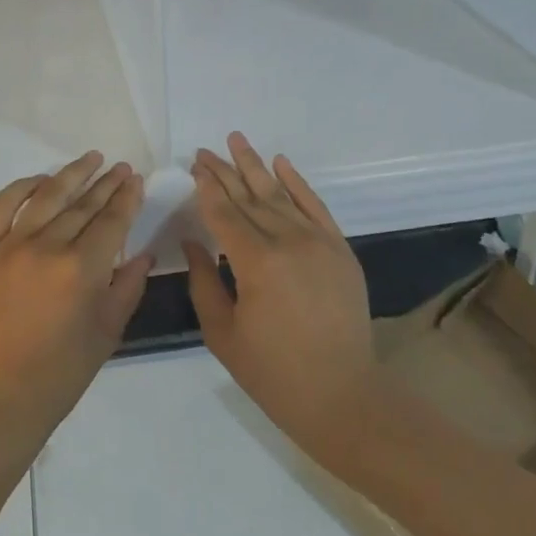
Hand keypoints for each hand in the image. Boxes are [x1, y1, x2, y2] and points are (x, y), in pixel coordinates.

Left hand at [0, 152, 150, 453]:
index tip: (135, 179)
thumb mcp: (107, 331)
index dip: (126, 198)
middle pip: (83, 205)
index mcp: (82, 269)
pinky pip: (2, 207)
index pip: (111, 221)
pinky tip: (41, 180)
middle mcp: (47, 248)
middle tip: (120, 167)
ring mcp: (11, 246)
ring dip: (71, 175)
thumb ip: (128, 287)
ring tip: (90, 159)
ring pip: (46, 197)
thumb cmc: (62, 372)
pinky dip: (22, 188)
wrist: (0, 395)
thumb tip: (143, 254)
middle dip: (106, 184)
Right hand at [183, 133, 379, 457]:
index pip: (224, 214)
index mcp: (256, 263)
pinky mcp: (340, 250)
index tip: (194, 167)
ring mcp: (319, 242)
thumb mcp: (223, 333)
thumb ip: (204, 282)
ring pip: (280, 195)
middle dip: (224, 172)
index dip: (207, 189)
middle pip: (249, 197)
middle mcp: (288, 242)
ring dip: (256, 166)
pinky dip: (297, 183)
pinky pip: (315, 206)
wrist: (343, 395)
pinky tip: (280, 163)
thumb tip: (193, 243)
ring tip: (236, 140)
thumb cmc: (273, 372)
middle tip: (204, 151)